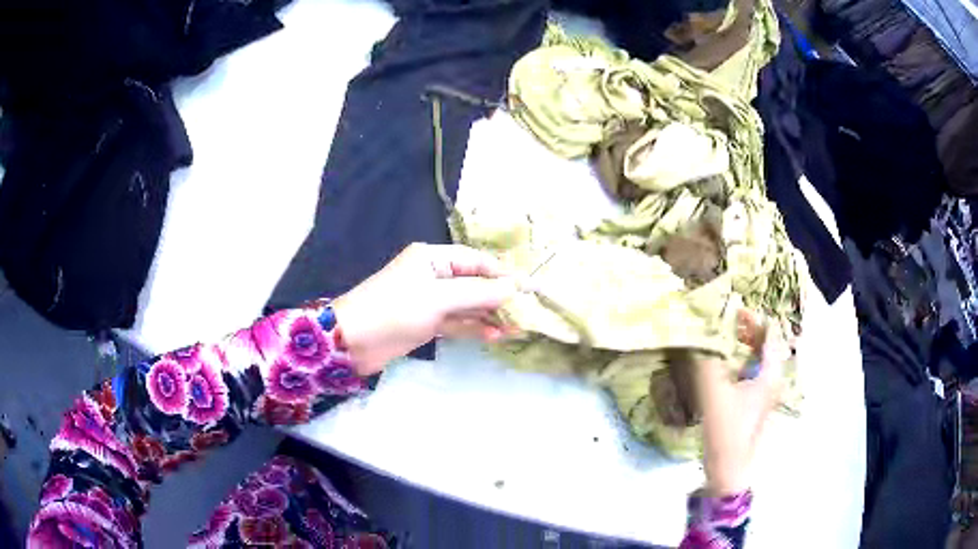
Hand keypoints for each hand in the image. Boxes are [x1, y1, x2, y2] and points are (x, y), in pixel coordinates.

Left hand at [332, 243, 518, 375]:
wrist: (352, 342)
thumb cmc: (394, 310)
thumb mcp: (438, 298)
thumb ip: (477, 293)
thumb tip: (514, 288)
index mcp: (432, 258)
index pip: (476, 261)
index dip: (502, 274)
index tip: (529, 289)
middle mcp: (433, 275)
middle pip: (474, 283)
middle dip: (499, 297)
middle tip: (526, 313)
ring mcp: (430, 301)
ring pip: (467, 305)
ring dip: (489, 315)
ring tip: (516, 328)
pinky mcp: (426, 323)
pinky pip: (456, 322)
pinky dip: (474, 328)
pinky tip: (495, 336)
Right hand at [693, 310, 790, 496]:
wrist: (728, 467)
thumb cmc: (727, 428)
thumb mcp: (714, 390)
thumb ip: (705, 358)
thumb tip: (695, 329)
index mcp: (770, 372)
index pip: (769, 334)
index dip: (753, 318)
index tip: (733, 308)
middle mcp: (772, 379)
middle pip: (765, 345)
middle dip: (747, 330)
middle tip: (725, 321)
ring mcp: (765, 393)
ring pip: (758, 359)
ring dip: (743, 345)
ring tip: (723, 338)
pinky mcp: (755, 404)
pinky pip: (751, 372)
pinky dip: (740, 361)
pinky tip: (723, 365)